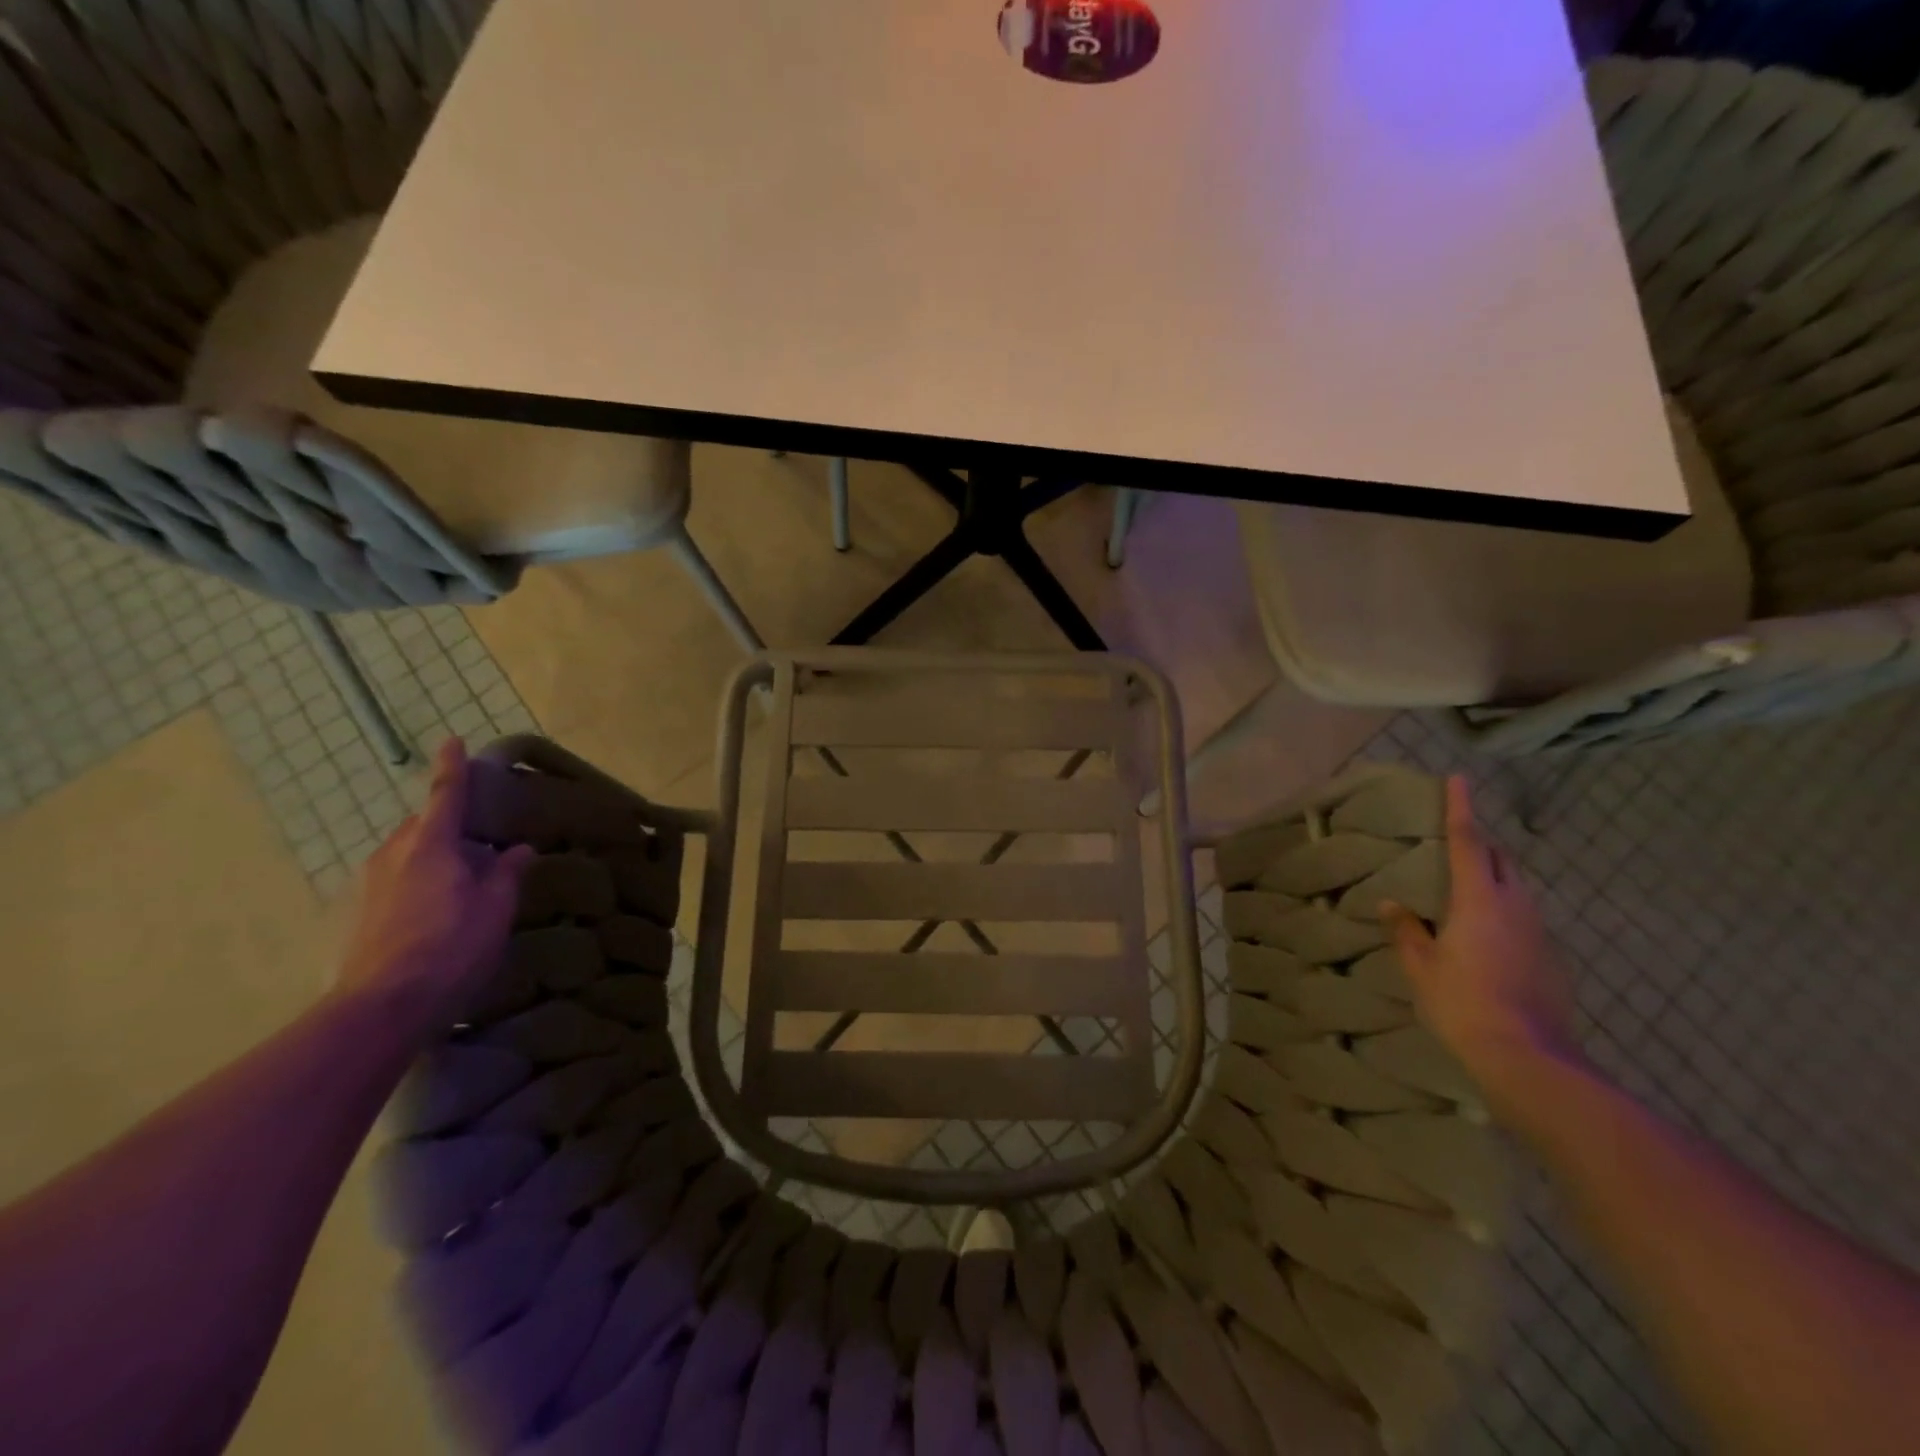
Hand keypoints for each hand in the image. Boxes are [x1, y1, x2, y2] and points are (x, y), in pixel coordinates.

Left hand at [335, 739, 533, 1037]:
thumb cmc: (451, 947)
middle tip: (482, 842)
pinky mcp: (357, 913)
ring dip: (434, 856)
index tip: (452, 740)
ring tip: (463, 881)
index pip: (445, 794)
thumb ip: (507, 873)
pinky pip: (394, 879)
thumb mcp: (495, 908)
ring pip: (407, 853)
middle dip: (449, 825)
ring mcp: (369, 884)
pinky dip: (417, 880)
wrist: (381, 1006)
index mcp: (430, 844)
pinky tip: (435, 910)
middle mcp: (393, 854)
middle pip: (423, 825)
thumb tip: (517, 849)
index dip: (452, 767)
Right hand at [1382, 776, 1582, 1115]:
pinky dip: (1506, 910)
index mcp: (1479, 900)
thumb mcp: (1421, 967)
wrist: (1528, 1058)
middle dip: (1482, 841)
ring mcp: (1540, 933)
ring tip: (1469, 883)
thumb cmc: (1462, 1003)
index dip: (1461, 808)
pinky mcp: (1552, 958)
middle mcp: (1516, 907)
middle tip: (1457, 836)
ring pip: (1518, 888)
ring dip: (1496, 875)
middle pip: (1502, 859)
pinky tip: (1489, 935)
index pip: (1467, 842)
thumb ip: (1407, 931)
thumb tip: (1392, 904)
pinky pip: (1526, 918)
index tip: (1460, 779)